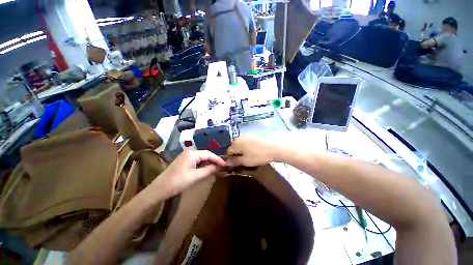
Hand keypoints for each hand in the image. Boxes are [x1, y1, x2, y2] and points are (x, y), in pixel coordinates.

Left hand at [153, 150, 226, 196]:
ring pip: (202, 157)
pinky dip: (203, 164)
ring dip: (209, 162)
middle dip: (214, 160)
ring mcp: (186, 156)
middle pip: (205, 154)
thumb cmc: (177, 182)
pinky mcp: (184, 161)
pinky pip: (197, 160)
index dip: (218, 159)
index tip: (225, 164)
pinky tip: (207, 168)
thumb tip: (219, 167)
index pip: (209, 154)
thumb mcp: (194, 176)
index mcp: (192, 154)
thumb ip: (208, 170)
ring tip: (217, 168)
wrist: (158, 189)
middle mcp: (189, 152)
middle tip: (222, 166)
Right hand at [227, 135, 278, 166]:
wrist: (274, 147)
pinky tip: (255, 150)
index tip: (238, 163)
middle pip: (235, 147)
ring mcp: (246, 135)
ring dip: (243, 150)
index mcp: (235, 143)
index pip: (228, 152)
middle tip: (245, 160)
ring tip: (251, 156)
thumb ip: (234, 162)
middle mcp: (239, 137)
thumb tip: (226, 163)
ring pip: (241, 145)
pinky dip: (248, 147)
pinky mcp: (253, 135)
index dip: (232, 159)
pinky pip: (247, 142)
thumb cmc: (258, 155)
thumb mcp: (245, 161)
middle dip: (238, 154)